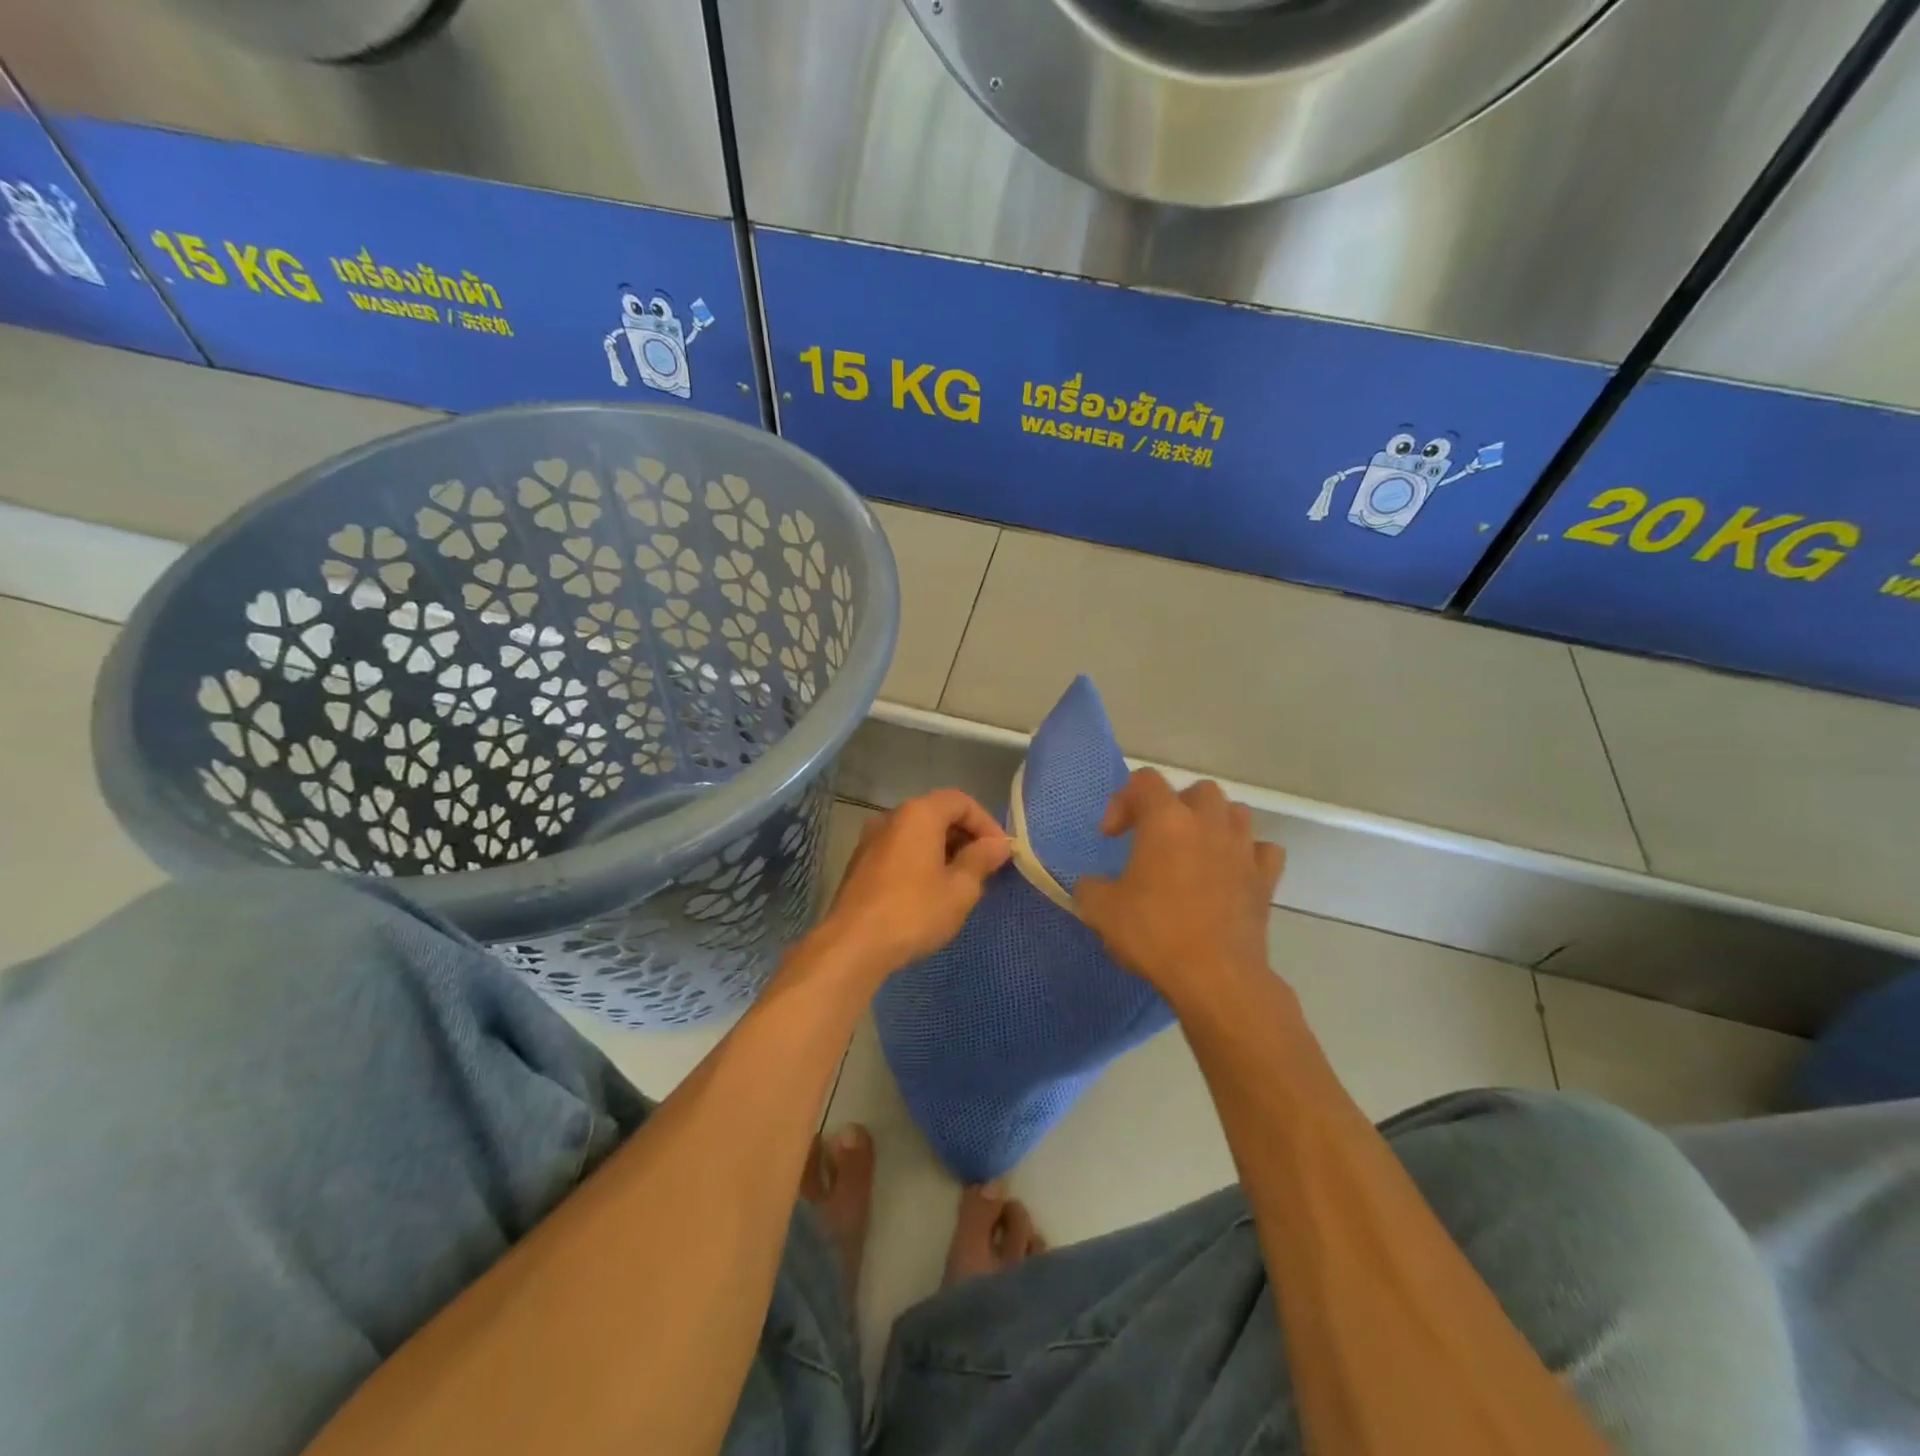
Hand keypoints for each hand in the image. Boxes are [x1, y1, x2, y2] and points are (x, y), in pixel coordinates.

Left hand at [812, 790, 1010, 984]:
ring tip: (961, 881)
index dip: (986, 822)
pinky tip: (931, 891)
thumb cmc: (914, 912)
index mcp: (918, 814)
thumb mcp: (960, 889)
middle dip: (965, 835)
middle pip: (936, 813)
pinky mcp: (860, 864)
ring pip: (917, 833)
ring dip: (943, 849)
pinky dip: (921, 860)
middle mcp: (891, 817)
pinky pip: (900, 850)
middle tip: (985, 866)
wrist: (853, 945)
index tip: (1000, 852)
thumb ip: (981, 860)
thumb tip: (998, 844)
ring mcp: (871, 840)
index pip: (960, 801)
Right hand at [1074, 770, 1283, 1005]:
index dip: (1122, 800)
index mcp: (1166, 820)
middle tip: (1157, 838)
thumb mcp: (1100, 909)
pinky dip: (1249, 855)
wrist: (1215, 976)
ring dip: (1214, 824)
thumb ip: (1090, 886)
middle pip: (1197, 790)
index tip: (1111, 836)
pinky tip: (1232, 873)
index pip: (1144, 781)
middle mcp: (1209, 823)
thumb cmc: (1154, 933)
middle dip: (1175, 807)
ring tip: (1196, 851)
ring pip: (1236, 812)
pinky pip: (1263, 850)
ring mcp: (1243, 849)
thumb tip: (1093, 886)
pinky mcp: (1266, 879)